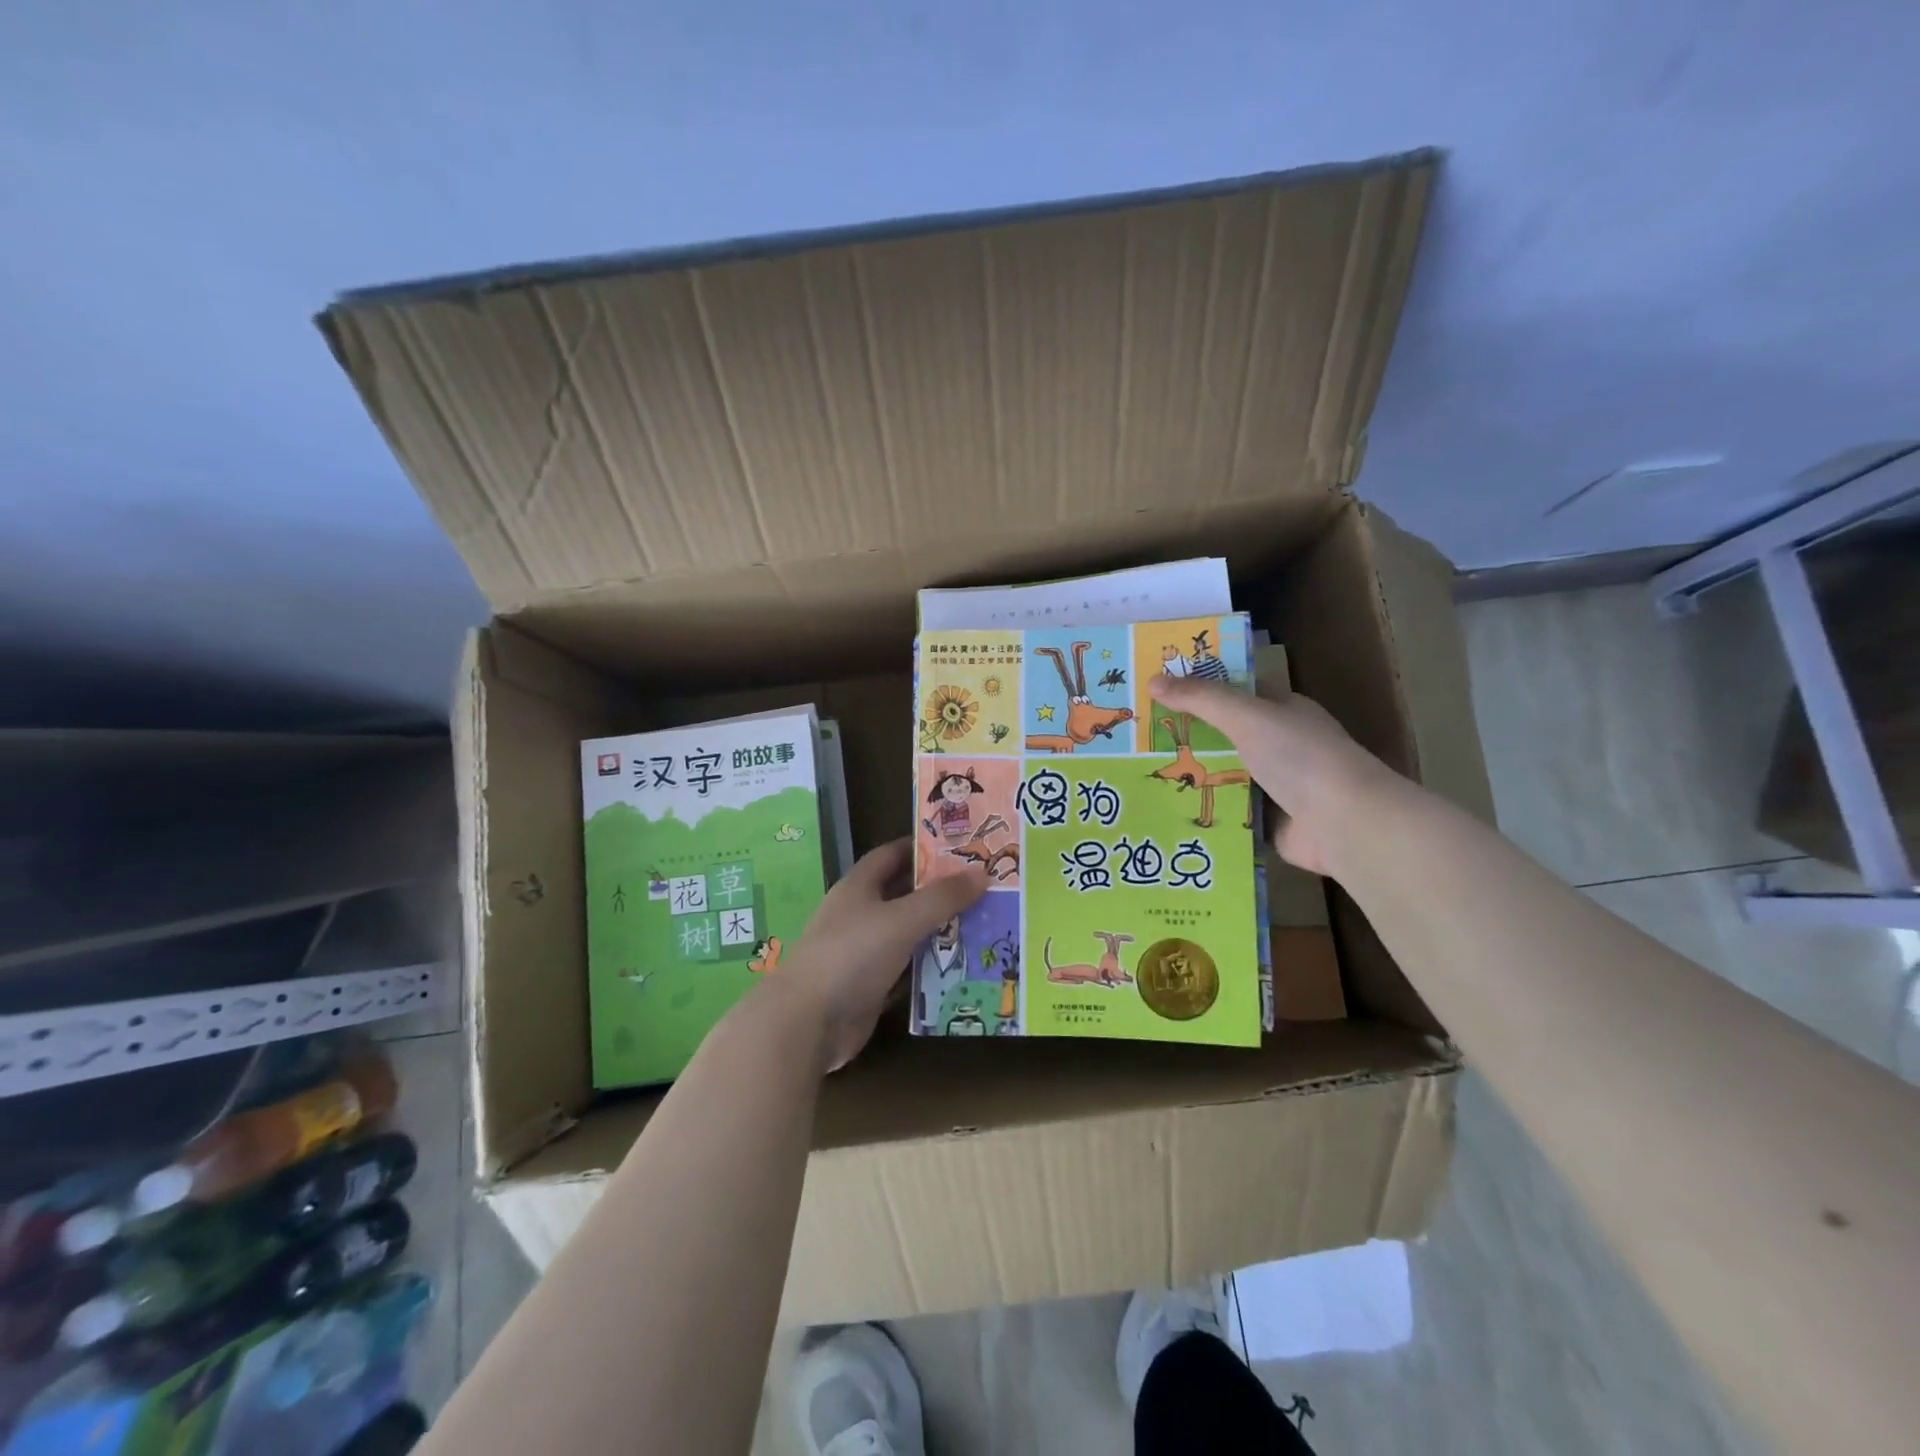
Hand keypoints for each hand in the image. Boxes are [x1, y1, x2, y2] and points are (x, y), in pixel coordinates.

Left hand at [777, 840, 986, 1070]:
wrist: (808, 1022)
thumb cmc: (852, 955)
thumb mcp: (902, 919)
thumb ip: (942, 898)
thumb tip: (983, 872)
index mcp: (859, 887)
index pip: (891, 854)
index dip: (921, 847)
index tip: (959, 846)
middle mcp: (859, 914)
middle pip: (903, 894)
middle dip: (939, 890)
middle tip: (983, 886)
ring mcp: (863, 952)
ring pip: (908, 933)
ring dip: (939, 930)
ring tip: (984, 923)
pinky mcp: (869, 986)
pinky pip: (906, 970)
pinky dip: (930, 967)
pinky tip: (963, 966)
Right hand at [1148, 673, 1395, 875]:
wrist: (1343, 822)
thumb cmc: (1298, 756)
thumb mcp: (1245, 716)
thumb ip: (1200, 699)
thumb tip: (1152, 680)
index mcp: (1282, 711)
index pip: (1234, 693)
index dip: (1197, 689)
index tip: (1155, 692)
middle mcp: (1280, 744)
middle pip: (1224, 736)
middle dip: (1186, 737)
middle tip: (1136, 737)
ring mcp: (1275, 785)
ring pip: (1223, 775)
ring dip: (1191, 777)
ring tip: (1141, 775)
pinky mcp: (1268, 821)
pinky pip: (1227, 811)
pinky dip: (1203, 811)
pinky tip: (1166, 811)